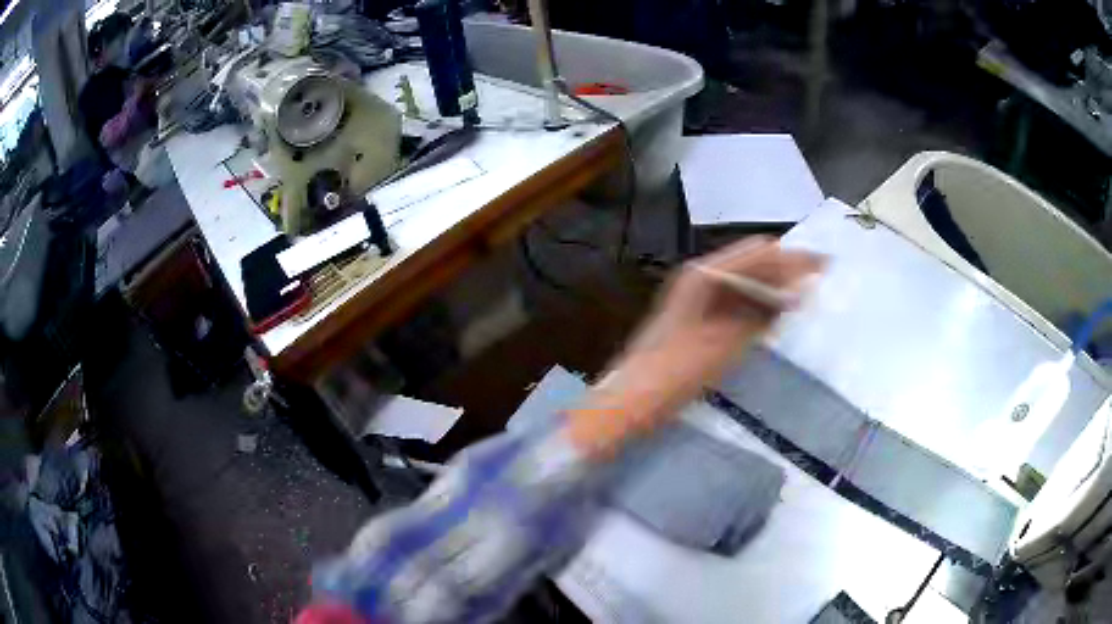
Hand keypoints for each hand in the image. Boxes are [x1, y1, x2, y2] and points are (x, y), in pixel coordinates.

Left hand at [566, 236, 825, 456]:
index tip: (824, 265)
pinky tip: (778, 316)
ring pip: (747, 280)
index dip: (792, 257)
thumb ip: (760, 315)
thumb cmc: (675, 374)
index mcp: (704, 276)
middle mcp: (701, 277)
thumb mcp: (723, 345)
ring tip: (808, 297)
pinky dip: (760, 304)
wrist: (631, 400)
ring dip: (776, 286)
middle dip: (787, 269)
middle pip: (753, 262)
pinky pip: (738, 300)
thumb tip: (795, 292)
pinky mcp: (699, 316)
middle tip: (821, 280)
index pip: (759, 252)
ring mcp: (698, 296)